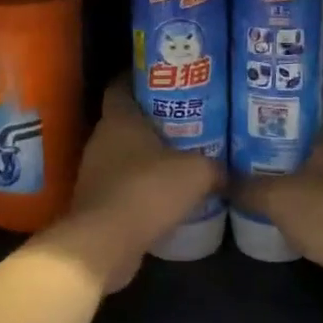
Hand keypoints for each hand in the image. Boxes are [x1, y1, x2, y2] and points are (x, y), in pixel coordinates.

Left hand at [60, 83, 222, 291]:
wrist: (105, 244)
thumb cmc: (148, 191)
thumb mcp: (196, 173)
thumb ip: (215, 166)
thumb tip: (228, 172)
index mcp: (119, 119)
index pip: (121, 85)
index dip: (141, 78)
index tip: (166, 79)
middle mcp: (101, 140)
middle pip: (126, 120)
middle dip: (153, 120)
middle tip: (187, 119)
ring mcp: (94, 172)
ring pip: (124, 154)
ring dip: (147, 157)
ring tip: (181, 158)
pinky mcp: (96, 203)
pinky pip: (122, 185)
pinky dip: (141, 187)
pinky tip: (166, 196)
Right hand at [236, 112, 322, 312]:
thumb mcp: (277, 197)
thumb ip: (247, 186)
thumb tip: (218, 179)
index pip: (314, 108)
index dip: (287, 106)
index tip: (259, 109)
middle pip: (311, 142)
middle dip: (281, 142)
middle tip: (246, 141)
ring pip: (314, 174)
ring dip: (289, 175)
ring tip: (252, 173)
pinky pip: (318, 202)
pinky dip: (299, 203)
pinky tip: (273, 208)